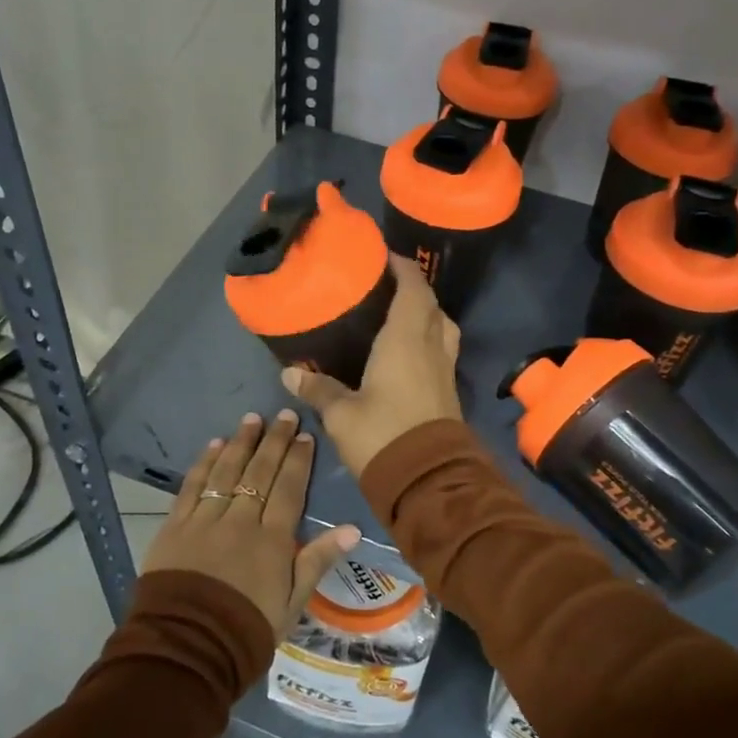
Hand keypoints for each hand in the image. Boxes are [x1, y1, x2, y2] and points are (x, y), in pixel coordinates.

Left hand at [142, 409, 360, 637]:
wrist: (187, 648)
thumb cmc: (247, 630)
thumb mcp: (292, 603)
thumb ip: (317, 561)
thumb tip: (352, 528)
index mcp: (272, 540)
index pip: (289, 489)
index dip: (298, 460)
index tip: (305, 435)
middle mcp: (240, 521)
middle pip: (260, 472)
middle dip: (274, 441)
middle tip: (284, 415)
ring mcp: (205, 520)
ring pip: (226, 472)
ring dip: (240, 443)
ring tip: (251, 419)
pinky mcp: (175, 526)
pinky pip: (192, 487)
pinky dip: (204, 464)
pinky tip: (214, 445)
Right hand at [282, 254, 462, 478]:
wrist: (429, 481)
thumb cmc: (383, 436)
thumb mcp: (342, 414)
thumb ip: (319, 389)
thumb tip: (290, 373)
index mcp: (406, 340)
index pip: (413, 290)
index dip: (403, 268)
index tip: (385, 257)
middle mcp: (431, 347)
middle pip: (431, 305)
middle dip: (414, 288)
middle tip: (386, 284)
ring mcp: (444, 369)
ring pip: (443, 327)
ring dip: (428, 313)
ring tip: (401, 313)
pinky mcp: (448, 391)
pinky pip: (442, 350)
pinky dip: (429, 338)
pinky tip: (408, 350)